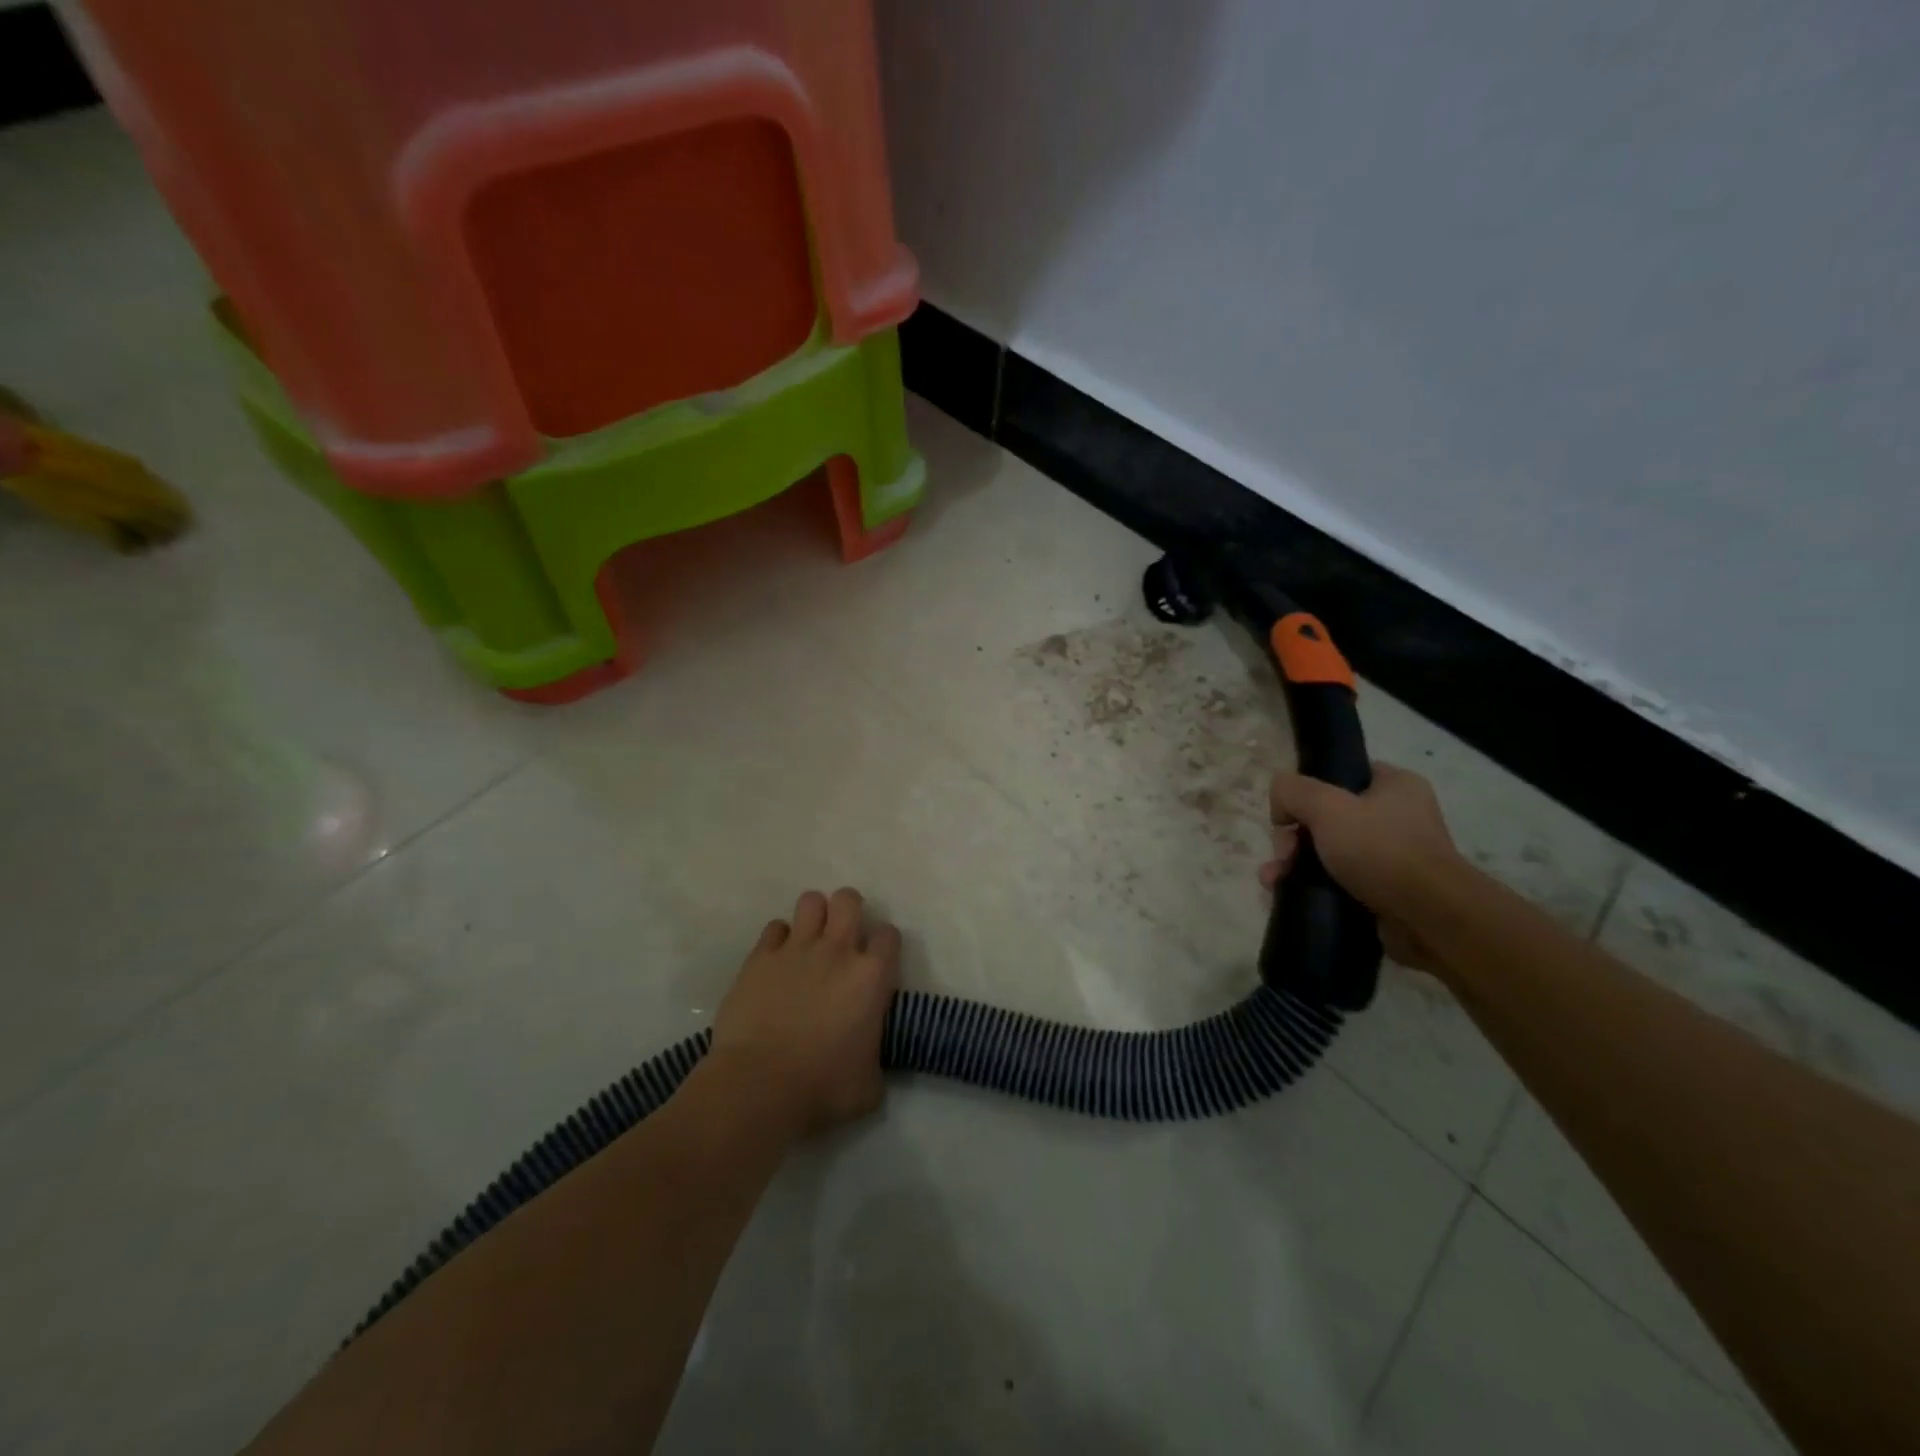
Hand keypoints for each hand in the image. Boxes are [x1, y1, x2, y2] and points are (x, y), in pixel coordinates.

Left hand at [710, 888, 900, 1136]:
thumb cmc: (822, 1089)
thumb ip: (876, 1056)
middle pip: (849, 900)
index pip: (889, 936)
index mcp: (871, 977)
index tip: (877, 963)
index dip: (884, 946)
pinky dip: (779, 940)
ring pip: (811, 901)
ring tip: (809, 940)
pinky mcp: (760, 958)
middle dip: (849, 911)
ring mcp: (796, 949)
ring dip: (814, 917)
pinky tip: (777, 962)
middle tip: (843, 937)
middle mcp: (837, 951)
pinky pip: (774, 928)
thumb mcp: (870, 1084)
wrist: (759, 1087)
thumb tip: (868, 1055)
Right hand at [1259, 762, 1465, 973]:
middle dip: (1294, 836)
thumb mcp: (1326, 806)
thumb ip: (1292, 790)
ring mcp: (1393, 857)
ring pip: (1328, 851)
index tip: (1289, 814)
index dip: (1308, 790)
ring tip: (1273, 879)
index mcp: (1395, 786)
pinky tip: (1284, 892)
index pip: (1342, 775)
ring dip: (1294, 863)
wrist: (1428, 918)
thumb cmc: (1380, 849)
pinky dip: (1311, 885)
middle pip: (1327, 816)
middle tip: (1283, 854)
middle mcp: (1398, 817)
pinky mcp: (1386, 892)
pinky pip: (1338, 881)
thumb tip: (1280, 801)